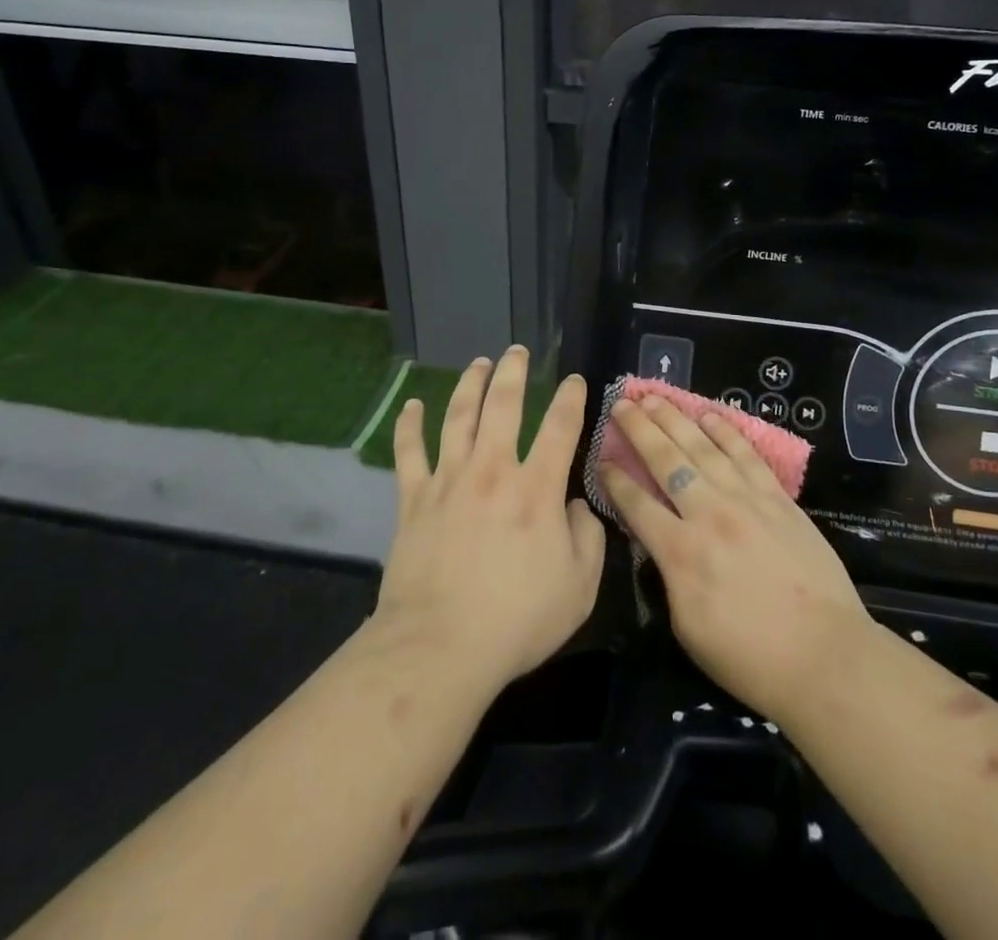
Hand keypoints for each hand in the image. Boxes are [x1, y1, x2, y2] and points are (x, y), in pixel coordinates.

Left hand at [373, 348, 604, 694]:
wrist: (439, 647)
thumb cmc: (517, 620)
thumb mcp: (579, 587)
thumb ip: (588, 539)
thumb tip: (577, 506)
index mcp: (537, 489)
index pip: (560, 427)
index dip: (571, 398)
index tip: (575, 380)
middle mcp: (493, 470)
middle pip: (504, 405)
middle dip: (513, 372)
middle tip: (517, 350)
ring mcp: (449, 480)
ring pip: (459, 416)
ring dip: (469, 385)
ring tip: (478, 363)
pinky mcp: (414, 499)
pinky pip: (409, 452)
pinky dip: (410, 426)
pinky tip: (411, 405)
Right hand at [602, 396, 874, 722]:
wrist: (824, 656)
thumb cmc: (750, 656)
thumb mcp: (687, 626)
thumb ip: (669, 576)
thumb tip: (660, 544)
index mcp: (680, 552)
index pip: (637, 504)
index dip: (615, 479)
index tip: (601, 457)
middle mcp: (708, 513)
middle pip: (666, 461)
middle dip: (639, 429)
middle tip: (621, 403)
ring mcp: (746, 500)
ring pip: (703, 447)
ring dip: (676, 419)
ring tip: (655, 397)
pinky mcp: (778, 498)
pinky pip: (746, 455)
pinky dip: (726, 432)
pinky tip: (709, 415)